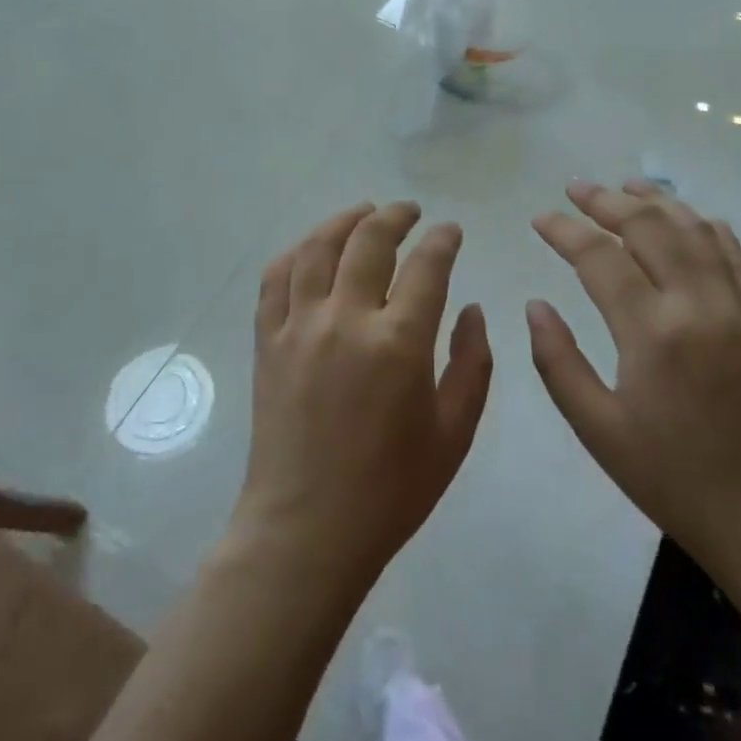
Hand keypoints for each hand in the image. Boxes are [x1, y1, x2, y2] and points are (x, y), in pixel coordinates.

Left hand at [234, 202, 492, 593]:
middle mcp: (346, 319)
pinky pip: (275, 280)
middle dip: (396, 216)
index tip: (451, 231)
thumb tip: (473, 309)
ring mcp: (299, 327)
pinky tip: (310, 249)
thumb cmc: (391, 490)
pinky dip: (295, 253)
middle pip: (369, 240)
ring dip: (343, 221)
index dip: (443, 240)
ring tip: (363, 213)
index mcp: (399, 342)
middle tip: (410, 211)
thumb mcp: (454, 433)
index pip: (427, 266)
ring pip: (316, 248)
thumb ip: (472, 364)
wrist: (307, 529)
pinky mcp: (267, 342)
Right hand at [527, 180, 740, 580]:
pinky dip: (705, 226)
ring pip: (695, 231)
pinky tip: (688, 217)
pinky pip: (733, 255)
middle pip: (651, 227)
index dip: (565, 231)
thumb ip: (557, 361)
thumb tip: (536, 306)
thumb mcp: (597, 429)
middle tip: (576, 188)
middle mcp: (697, 305)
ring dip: (658, 201)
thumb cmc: (672, 478)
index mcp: (652, 333)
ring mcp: (736, 309)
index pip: (600, 258)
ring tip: (626, 184)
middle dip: (608, 200)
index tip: (540, 218)